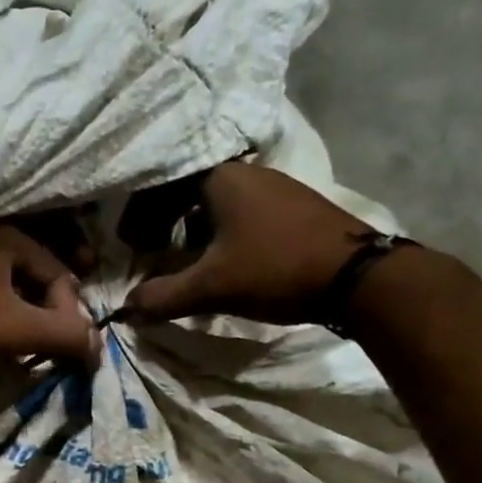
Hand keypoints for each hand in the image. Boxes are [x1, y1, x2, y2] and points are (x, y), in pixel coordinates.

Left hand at [0, 224, 99, 380]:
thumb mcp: (19, 331)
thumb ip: (65, 335)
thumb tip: (98, 347)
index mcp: (6, 238)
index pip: (59, 274)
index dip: (69, 314)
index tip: (66, 349)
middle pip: (34, 282)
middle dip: (46, 318)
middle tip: (48, 350)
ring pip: (8, 294)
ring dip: (22, 325)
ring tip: (22, 355)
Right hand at [118, 163, 377, 324]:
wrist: (357, 276)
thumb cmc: (275, 269)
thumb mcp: (211, 287)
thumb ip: (162, 297)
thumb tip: (125, 309)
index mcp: (220, 178)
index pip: (163, 183)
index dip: (139, 214)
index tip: (130, 245)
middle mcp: (246, 173)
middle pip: (188, 190)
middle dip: (162, 221)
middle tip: (150, 250)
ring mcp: (274, 188)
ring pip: (215, 203)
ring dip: (191, 230)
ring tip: (183, 261)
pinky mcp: (293, 208)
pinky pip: (240, 214)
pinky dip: (218, 234)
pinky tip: (224, 264)